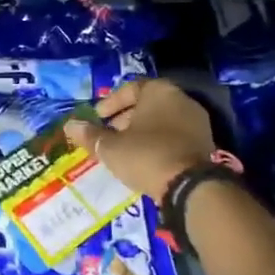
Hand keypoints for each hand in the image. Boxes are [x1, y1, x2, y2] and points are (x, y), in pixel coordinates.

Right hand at [65, 78, 215, 201]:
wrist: (189, 186)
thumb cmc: (145, 155)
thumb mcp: (110, 147)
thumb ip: (90, 134)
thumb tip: (70, 125)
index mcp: (159, 91)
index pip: (131, 88)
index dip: (111, 103)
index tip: (97, 117)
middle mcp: (181, 100)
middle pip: (148, 103)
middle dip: (125, 117)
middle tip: (108, 133)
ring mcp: (197, 121)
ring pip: (162, 120)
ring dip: (142, 131)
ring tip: (124, 148)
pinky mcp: (205, 143)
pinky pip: (174, 135)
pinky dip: (158, 142)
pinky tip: (145, 159)